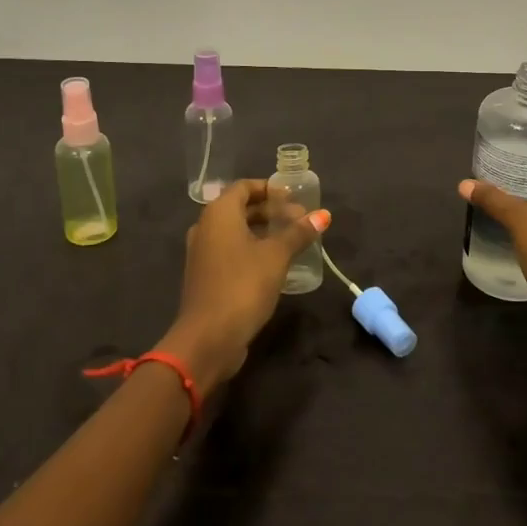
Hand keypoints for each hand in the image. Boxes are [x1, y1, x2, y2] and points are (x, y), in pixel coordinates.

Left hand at [159, 180, 329, 389]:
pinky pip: (231, 251)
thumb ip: (298, 233)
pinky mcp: (206, 276)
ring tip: (292, 240)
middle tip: (300, 220)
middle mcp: (205, 227)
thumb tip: (323, 215)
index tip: (294, 197)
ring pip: (235, 231)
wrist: (208, 338)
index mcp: (218, 214)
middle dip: (270, 211)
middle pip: (240, 208)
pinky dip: (252, 249)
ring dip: (263, 231)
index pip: (244, 187)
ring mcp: (203, 253)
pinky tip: (274, 263)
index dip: (269, 188)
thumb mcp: (276, 256)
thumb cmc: (242, 286)